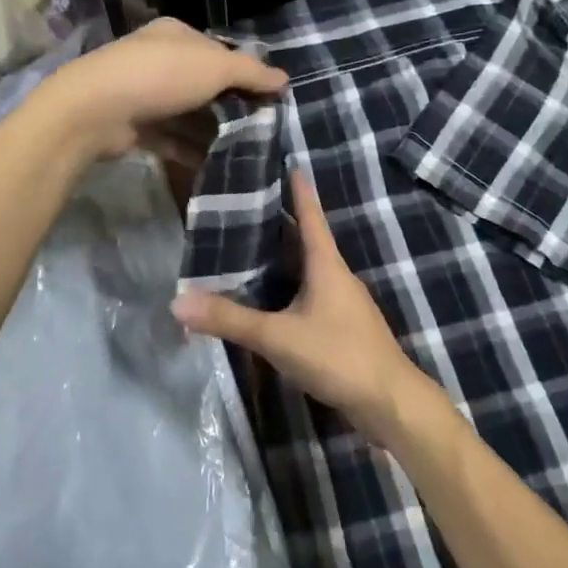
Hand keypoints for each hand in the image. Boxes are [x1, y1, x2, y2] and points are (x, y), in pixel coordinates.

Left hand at [33, 17, 286, 161]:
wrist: (96, 110)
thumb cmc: (161, 76)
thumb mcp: (215, 67)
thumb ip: (251, 72)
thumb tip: (284, 79)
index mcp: (176, 35)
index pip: (219, 50)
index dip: (245, 72)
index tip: (270, 98)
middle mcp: (159, 60)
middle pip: (204, 83)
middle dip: (231, 105)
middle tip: (261, 128)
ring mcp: (144, 94)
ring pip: (188, 114)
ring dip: (212, 131)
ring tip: (246, 150)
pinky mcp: (134, 127)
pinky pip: (171, 139)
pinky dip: (191, 151)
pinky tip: (216, 165)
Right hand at [173, 171, 442, 446]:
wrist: (390, 403)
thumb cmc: (338, 356)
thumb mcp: (278, 337)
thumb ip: (229, 319)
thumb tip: (177, 301)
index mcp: (327, 265)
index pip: (311, 216)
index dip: (298, 190)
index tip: (289, 164)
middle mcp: (338, 276)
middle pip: (308, 240)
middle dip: (282, 222)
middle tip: (248, 206)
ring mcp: (345, 303)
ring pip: (311, 268)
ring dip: (286, 256)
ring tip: (253, 248)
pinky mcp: (345, 327)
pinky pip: (314, 293)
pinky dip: (292, 285)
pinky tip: (274, 298)